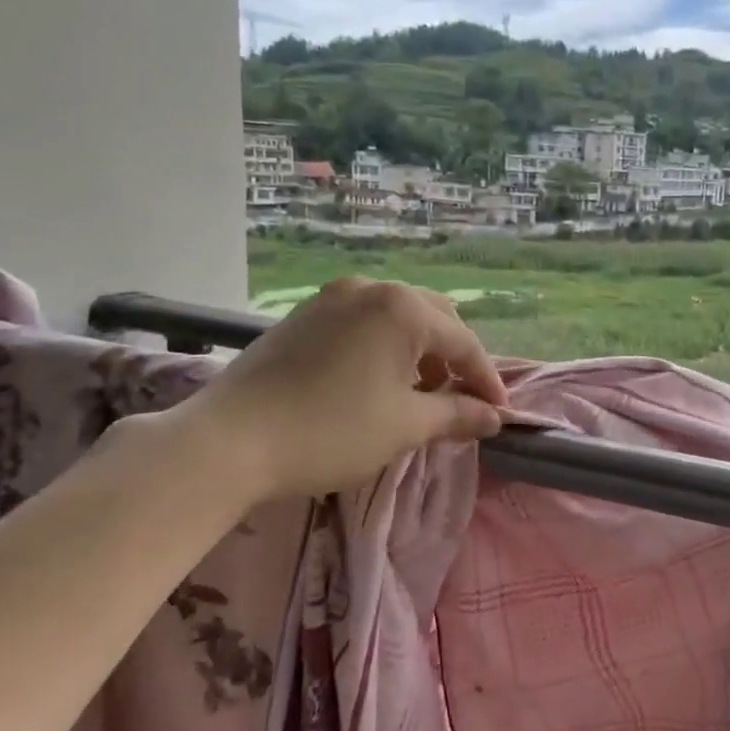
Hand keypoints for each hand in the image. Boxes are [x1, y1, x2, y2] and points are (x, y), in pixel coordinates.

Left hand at [177, 278, 507, 500]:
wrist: (229, 441)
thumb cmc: (330, 431)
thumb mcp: (405, 426)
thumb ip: (457, 415)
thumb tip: (493, 417)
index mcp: (402, 309)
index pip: (464, 342)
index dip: (487, 380)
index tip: (500, 414)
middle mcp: (370, 289)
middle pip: (434, 318)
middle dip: (453, 359)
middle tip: (459, 400)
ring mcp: (332, 297)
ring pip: (397, 317)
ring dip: (419, 351)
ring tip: (419, 393)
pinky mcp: (304, 315)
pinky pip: (363, 322)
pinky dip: (384, 347)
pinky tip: (377, 381)